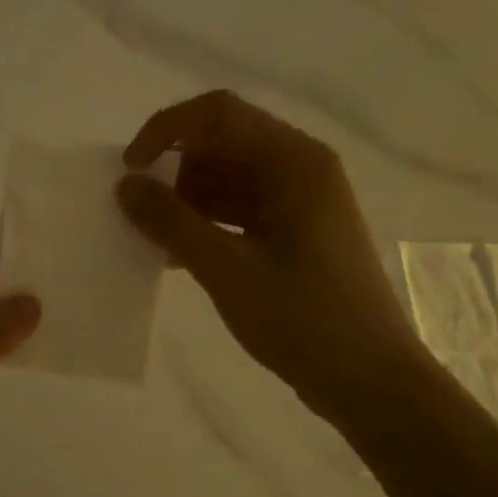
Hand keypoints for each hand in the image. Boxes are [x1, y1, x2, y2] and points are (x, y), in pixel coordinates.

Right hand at [116, 90, 430, 426]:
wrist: (372, 382)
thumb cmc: (304, 319)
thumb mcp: (227, 269)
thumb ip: (171, 222)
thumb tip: (125, 185)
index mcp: (294, 161)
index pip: (217, 114)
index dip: (165, 130)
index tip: (131, 169)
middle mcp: (300, 168)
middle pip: (222, 144)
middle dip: (175, 171)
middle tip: (141, 213)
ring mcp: (300, 202)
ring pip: (227, 178)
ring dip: (186, 200)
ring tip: (154, 239)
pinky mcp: (295, 233)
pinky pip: (239, 209)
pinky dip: (205, 223)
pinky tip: (177, 256)